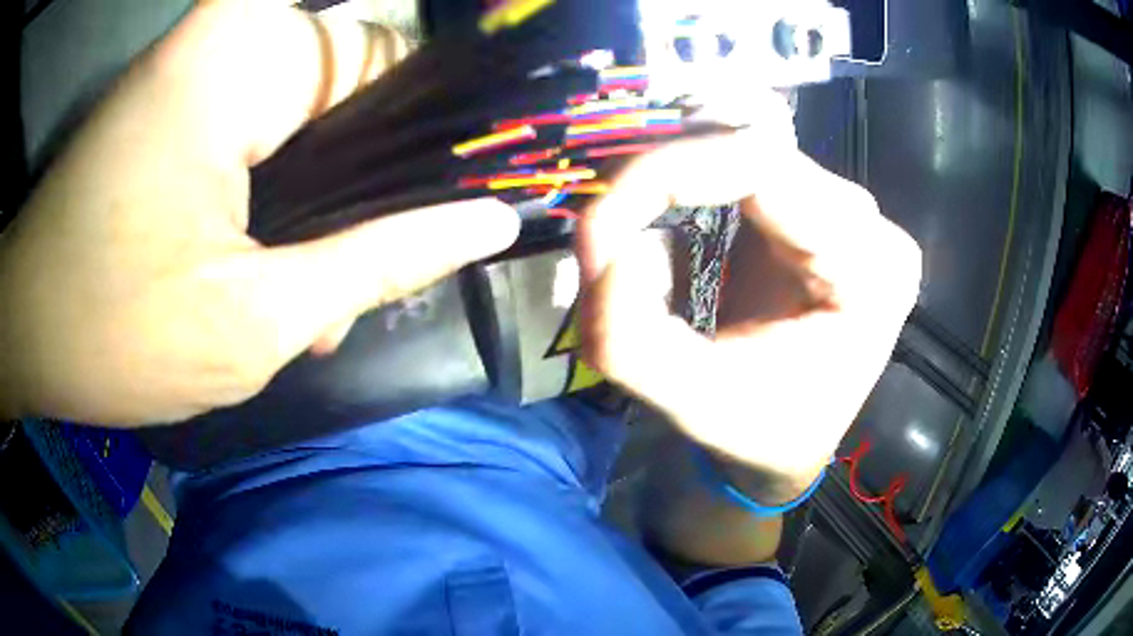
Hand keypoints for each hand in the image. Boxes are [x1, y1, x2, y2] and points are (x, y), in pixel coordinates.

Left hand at [0, 1, 517, 426]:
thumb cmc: (122, 338)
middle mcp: (218, 35)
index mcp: (240, 55)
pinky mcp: (164, 98)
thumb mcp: (257, 318)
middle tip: (364, 280)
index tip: (456, 199)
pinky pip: (245, 122)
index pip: (390, 60)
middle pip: (343, 85)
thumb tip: (494, 223)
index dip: (432, 130)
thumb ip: (378, 259)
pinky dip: (264, 186)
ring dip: (311, 199)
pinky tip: (260, 264)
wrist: (38, 336)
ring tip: (309, 298)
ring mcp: (185, 61)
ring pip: (294, 109)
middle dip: (360, 182)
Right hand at [576, 92, 920, 500]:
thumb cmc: (766, 431)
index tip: (599, 226)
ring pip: (739, 149)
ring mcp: (844, 207)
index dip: (667, 172)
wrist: (797, 433)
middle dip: (657, 179)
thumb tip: (611, 248)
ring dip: (669, 181)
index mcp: (869, 268)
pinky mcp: (814, 205)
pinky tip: (668, 227)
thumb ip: (630, 339)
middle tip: (602, 236)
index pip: (765, 164)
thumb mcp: (693, 405)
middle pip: (749, 148)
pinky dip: (685, 184)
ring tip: (629, 234)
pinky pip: (740, 166)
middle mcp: (868, 222)